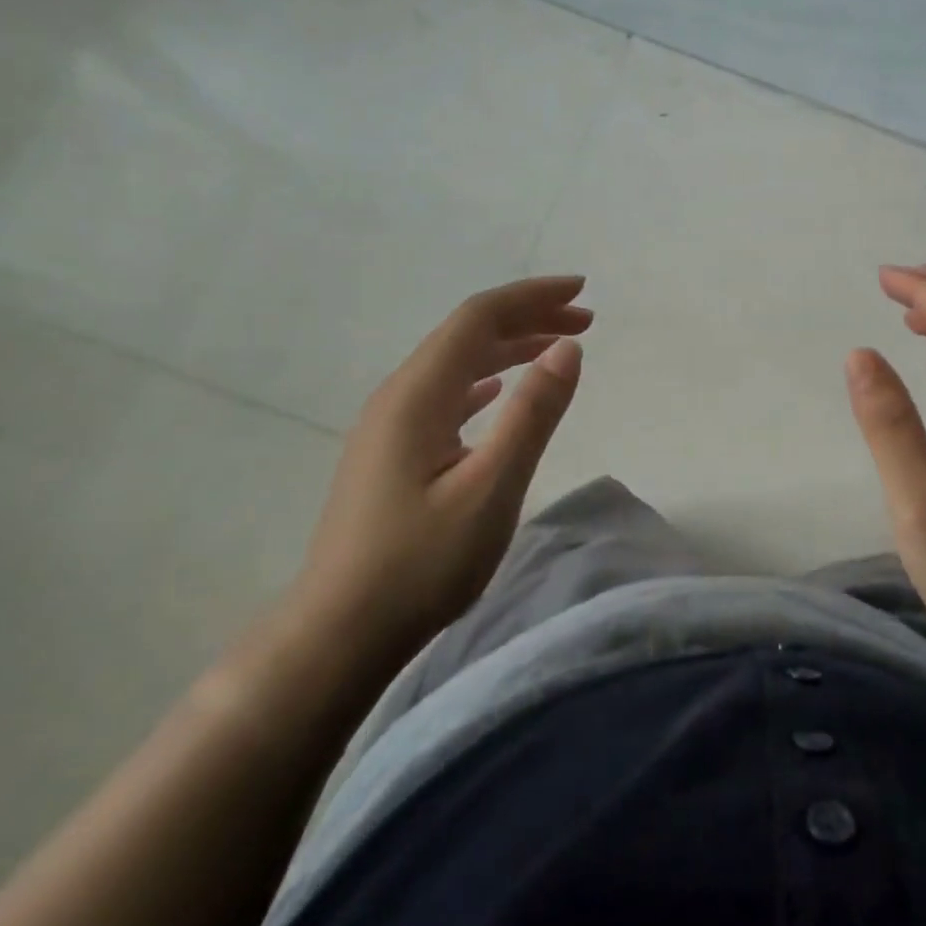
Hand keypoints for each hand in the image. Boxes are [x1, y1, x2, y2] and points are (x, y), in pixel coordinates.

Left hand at [290, 276, 592, 660]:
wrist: (339, 632)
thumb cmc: (420, 564)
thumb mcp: (491, 488)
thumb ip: (532, 414)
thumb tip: (568, 349)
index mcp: (418, 395)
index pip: (479, 319)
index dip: (532, 297)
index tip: (583, 292)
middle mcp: (399, 397)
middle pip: (467, 334)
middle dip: (528, 317)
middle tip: (586, 320)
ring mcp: (390, 425)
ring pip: (456, 364)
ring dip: (509, 347)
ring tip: (557, 348)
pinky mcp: (392, 453)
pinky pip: (446, 394)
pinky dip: (486, 379)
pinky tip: (499, 390)